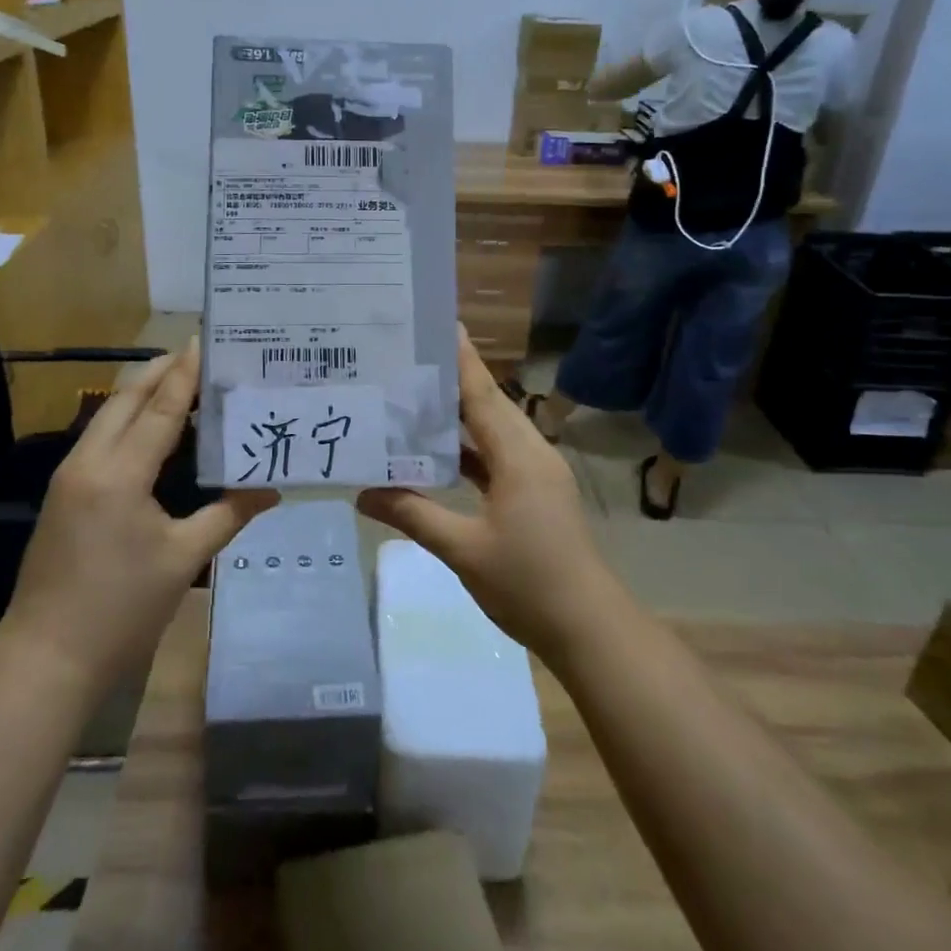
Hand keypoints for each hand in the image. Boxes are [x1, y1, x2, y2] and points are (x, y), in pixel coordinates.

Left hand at [3, 342, 276, 687]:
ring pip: (107, 416)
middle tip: (198, 355)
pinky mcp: (64, 494)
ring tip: (183, 383)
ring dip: (142, 394)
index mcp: (119, 473)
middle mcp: (88, 462)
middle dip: (160, 372)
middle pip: (125, 399)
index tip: (204, 341)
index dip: (185, 374)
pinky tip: (155, 430)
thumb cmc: (120, 609)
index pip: (160, 409)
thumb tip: (272, 490)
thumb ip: (229, 515)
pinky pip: (100, 439)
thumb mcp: (184, 560)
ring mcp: (69, 477)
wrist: (46, 658)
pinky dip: (129, 421)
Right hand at [357, 331, 626, 660]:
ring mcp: (537, 474)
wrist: (588, 628)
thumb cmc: (528, 583)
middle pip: (488, 405)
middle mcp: (531, 453)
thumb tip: (362, 494)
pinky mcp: (536, 494)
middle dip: (451, 381)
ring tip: (413, 399)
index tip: (439, 323)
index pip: (483, 394)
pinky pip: (497, 457)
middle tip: (407, 360)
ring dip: (458, 417)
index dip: (461, 359)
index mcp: (519, 456)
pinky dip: (469, 450)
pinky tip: (438, 453)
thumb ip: (413, 514)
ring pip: (493, 432)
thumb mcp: (463, 549)